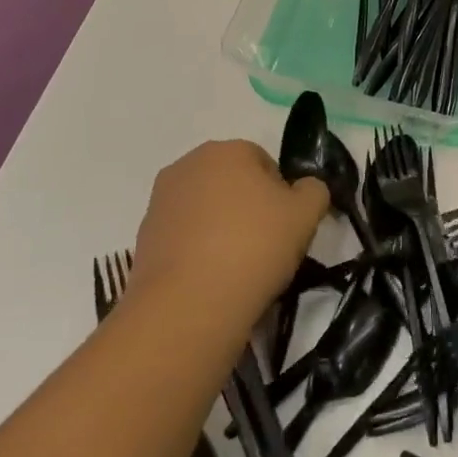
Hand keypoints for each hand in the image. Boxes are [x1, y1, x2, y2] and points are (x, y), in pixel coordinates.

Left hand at [129, 140, 329, 329]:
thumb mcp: (306, 214)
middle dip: (248, 209)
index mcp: (227, 150)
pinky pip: (184, 239)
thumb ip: (314, 190)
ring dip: (221, 231)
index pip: (265, 164)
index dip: (281, 196)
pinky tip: (210, 282)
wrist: (187, 306)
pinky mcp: (143, 239)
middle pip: (232, 184)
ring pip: (206, 211)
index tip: (285, 228)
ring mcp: (160, 202)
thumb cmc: (253, 247)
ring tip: (237, 271)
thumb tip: (304, 190)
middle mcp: (188, 165)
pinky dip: (197, 254)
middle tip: (265, 248)